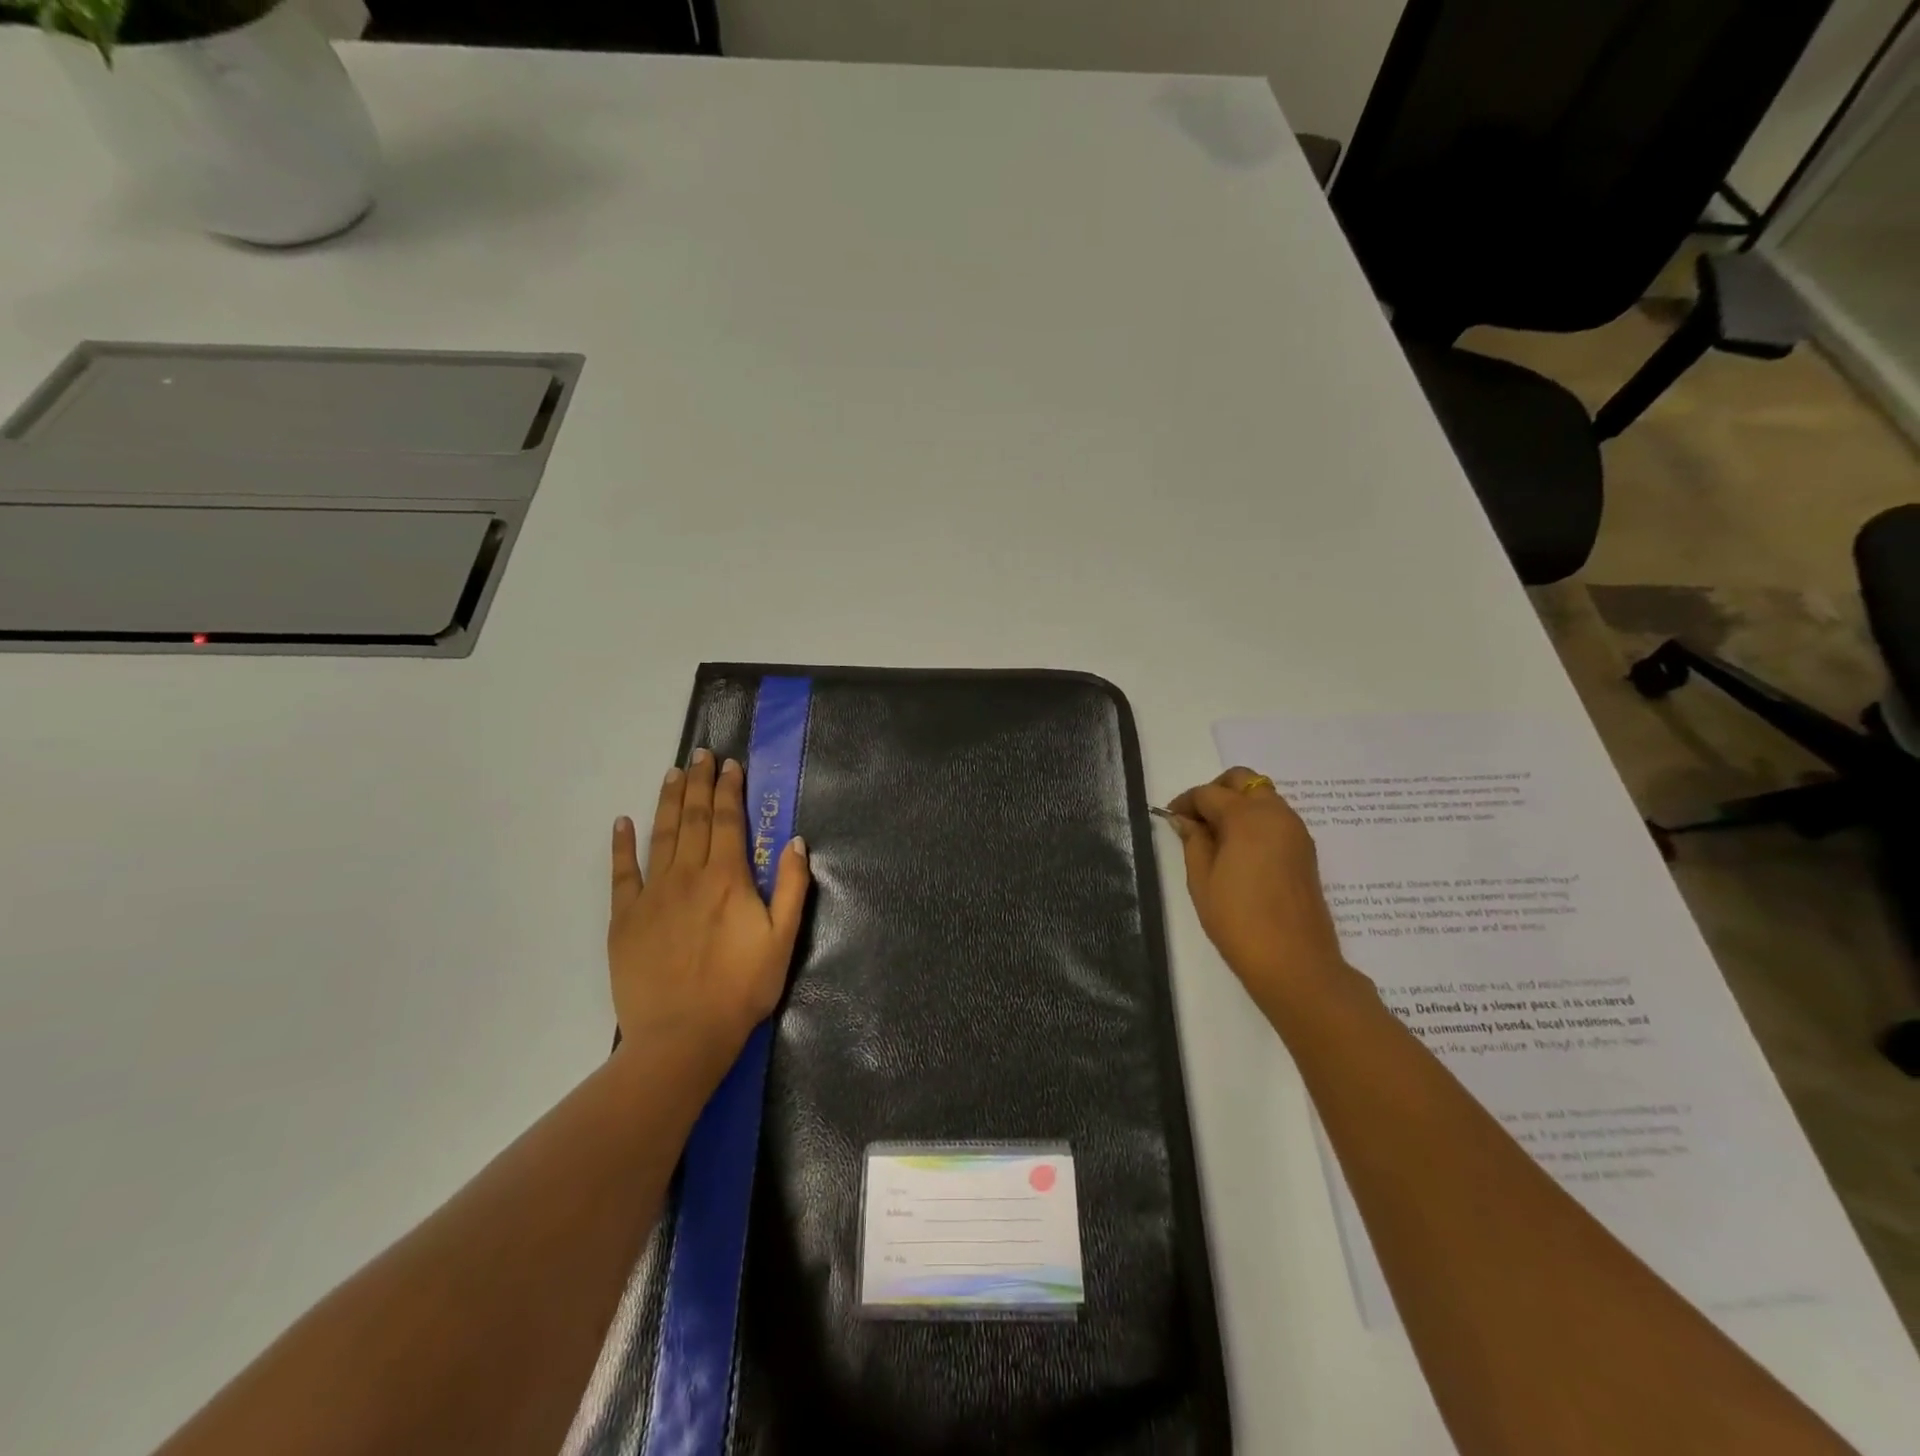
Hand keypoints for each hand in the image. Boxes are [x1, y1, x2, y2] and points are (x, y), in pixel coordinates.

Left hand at [608, 749, 811, 1073]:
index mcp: (727, 879)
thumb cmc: (741, 989)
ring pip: (661, 835)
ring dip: (669, 801)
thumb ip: (790, 887)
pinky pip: (622, 873)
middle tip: (701, 754)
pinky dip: (622, 845)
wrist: (682, 1037)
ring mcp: (653, 895)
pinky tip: (623, 822)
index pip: (727, 821)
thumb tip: (795, 842)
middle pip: (694, 819)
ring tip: (673, 773)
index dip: (729, 790)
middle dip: (700, 783)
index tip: (730, 764)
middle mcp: (688, 875)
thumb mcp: (783, 939)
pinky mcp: (625, 918)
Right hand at [1168, 768, 1350, 1011]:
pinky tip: (1239, 851)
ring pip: (1263, 797)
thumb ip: (1193, 842)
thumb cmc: (1238, 921)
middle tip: (1197, 819)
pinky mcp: (1305, 850)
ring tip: (1216, 837)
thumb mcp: (1202, 880)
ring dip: (1238, 805)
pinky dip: (1256, 820)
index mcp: (1247, 817)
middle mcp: (1276, 814)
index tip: (1170, 819)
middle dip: (1217, 791)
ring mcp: (1296, 831)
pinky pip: (1277, 818)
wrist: (1295, 963)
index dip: (1185, 802)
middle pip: (1244, 781)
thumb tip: (1186, 820)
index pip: (1209, 793)